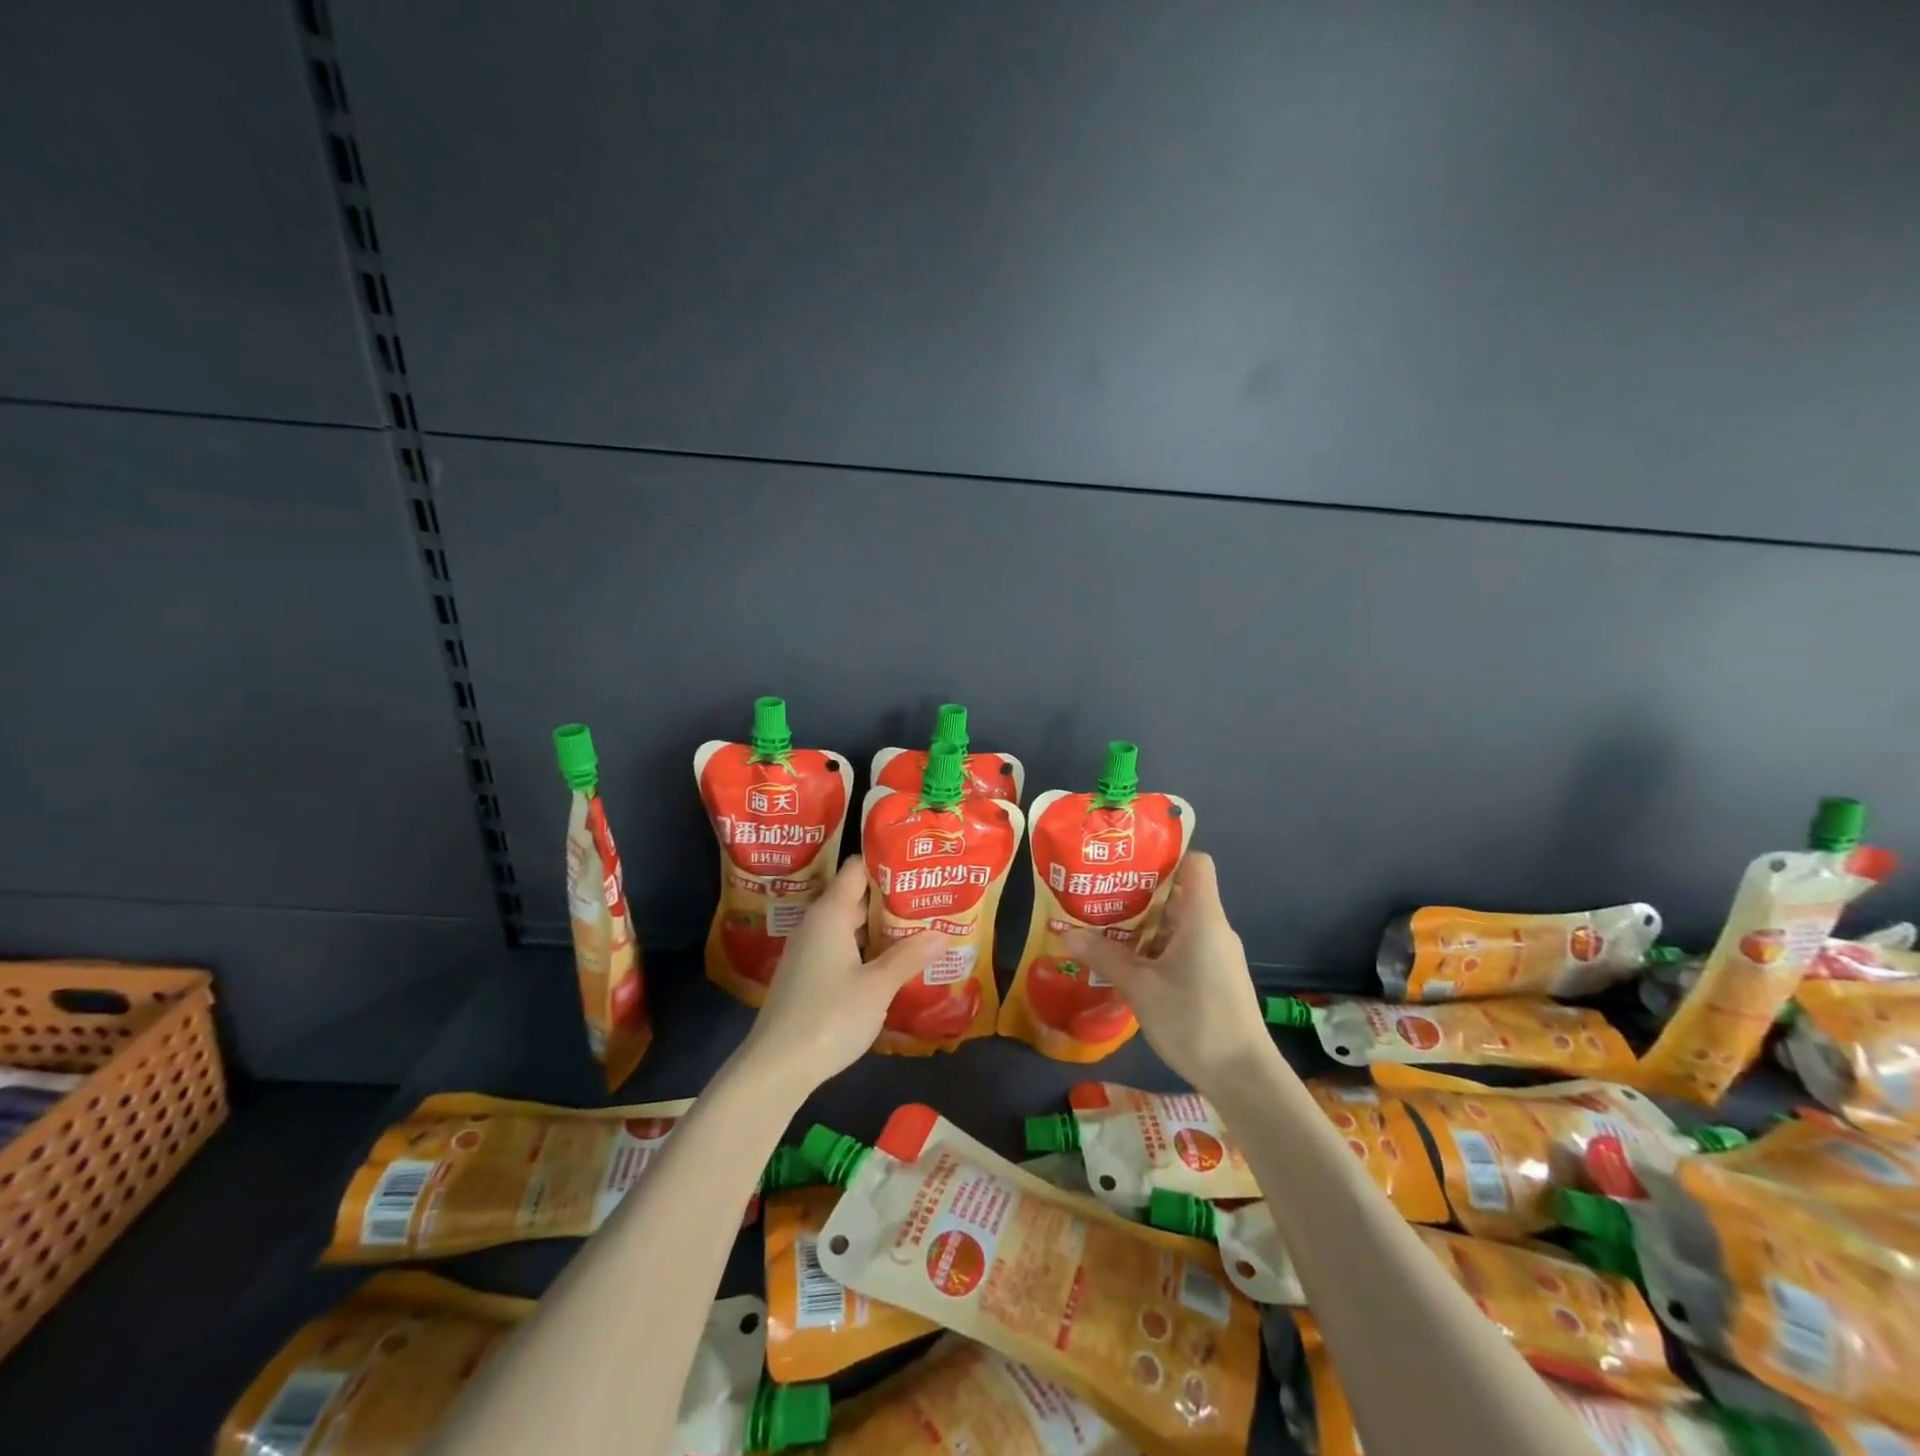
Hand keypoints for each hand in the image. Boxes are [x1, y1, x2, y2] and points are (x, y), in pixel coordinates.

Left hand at [738, 856, 946, 1095]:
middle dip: (892, 896)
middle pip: (856, 896)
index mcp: (830, 912)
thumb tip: (943, 932)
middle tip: (930, 894)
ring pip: (851, 924)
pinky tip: (893, 959)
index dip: (886, 862)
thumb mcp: (877, 986)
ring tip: (921, 923)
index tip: (919, 862)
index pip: (857, 869)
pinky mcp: (809, 974)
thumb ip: (909, 956)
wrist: (777, 1067)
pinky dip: (868, 947)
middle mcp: (817, 923)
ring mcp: (810, 950)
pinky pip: (843, 946)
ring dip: (882, 925)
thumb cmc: (829, 1016)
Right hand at [1060, 853, 1278, 1094]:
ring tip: (1103, 926)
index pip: (1195, 862)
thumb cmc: (1194, 1020)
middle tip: (1099, 894)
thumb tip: (1062, 932)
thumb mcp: (1139, 987)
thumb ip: (1102, 956)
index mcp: (1202, 916)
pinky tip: (1127, 963)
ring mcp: (1217, 953)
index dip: (1165, 855)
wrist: (1244, 1077)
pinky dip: (1155, 947)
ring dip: (1143, 923)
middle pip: (1179, 891)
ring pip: (1177, 922)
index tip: (1127, 863)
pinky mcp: (1215, 977)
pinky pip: (1183, 946)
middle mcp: (1213, 927)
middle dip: (1139, 891)